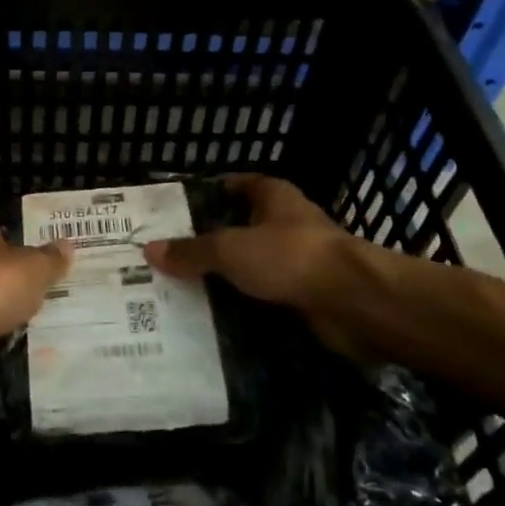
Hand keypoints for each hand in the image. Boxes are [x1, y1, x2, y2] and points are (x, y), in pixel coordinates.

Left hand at [0, 218, 71, 392]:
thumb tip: (67, 246)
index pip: (0, 233)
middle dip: (19, 280)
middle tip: (54, 289)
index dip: (22, 243)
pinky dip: (3, 339)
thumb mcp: (36, 267)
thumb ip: (51, 259)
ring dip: (11, 312)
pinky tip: (30, 345)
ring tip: (49, 319)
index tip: (46, 257)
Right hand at [143, 174, 376, 358]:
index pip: (237, 185)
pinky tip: (219, 320)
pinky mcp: (309, 296)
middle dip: (213, 242)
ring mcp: (302, 261)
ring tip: (187, 291)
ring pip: (256, 266)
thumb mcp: (230, 249)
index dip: (211, 193)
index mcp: (274, 197)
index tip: (178, 212)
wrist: (354, 303)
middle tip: (173, 258)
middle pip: (243, 227)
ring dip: (231, 278)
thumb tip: (150, 250)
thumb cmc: (291, 256)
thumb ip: (192, 251)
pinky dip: (248, 307)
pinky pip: (268, 298)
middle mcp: (289, 223)